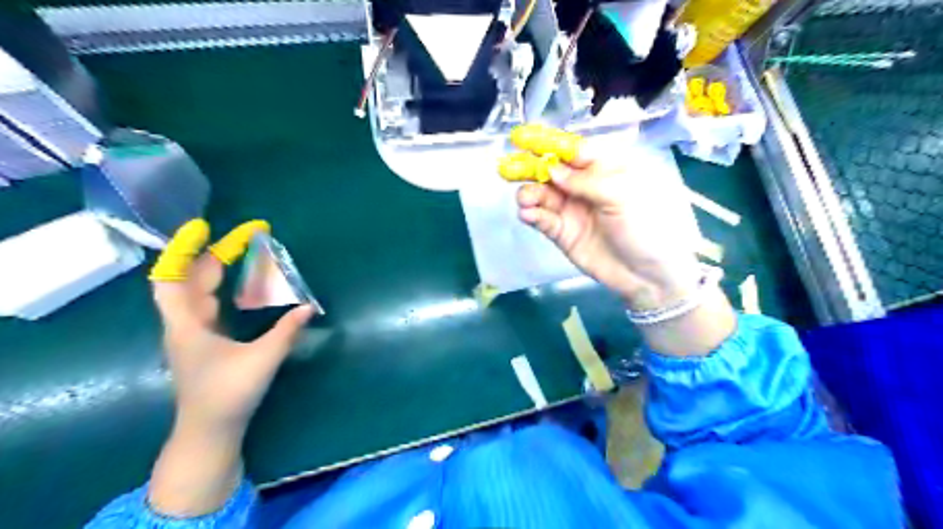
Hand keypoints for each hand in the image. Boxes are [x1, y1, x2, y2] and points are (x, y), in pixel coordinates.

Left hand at [149, 217, 314, 432]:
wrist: (210, 430)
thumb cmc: (229, 394)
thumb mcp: (262, 360)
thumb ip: (287, 331)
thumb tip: (308, 307)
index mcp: (188, 325)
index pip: (172, 278)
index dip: (184, 250)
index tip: (204, 227)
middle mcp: (185, 323)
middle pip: (191, 279)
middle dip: (216, 254)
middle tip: (246, 238)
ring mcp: (193, 332)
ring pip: (198, 291)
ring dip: (217, 269)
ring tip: (243, 253)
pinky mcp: (205, 341)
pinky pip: (208, 304)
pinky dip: (222, 287)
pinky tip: (239, 284)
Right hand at [501, 124, 697, 308]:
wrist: (650, 275)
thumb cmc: (648, 226)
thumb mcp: (623, 195)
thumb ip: (586, 181)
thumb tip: (553, 169)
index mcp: (606, 169)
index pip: (573, 151)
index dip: (549, 143)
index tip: (523, 138)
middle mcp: (585, 186)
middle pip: (552, 171)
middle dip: (530, 167)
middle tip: (508, 167)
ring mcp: (572, 210)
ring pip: (542, 194)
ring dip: (529, 193)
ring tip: (525, 199)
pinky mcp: (563, 233)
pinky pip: (542, 219)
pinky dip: (531, 214)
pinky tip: (527, 214)